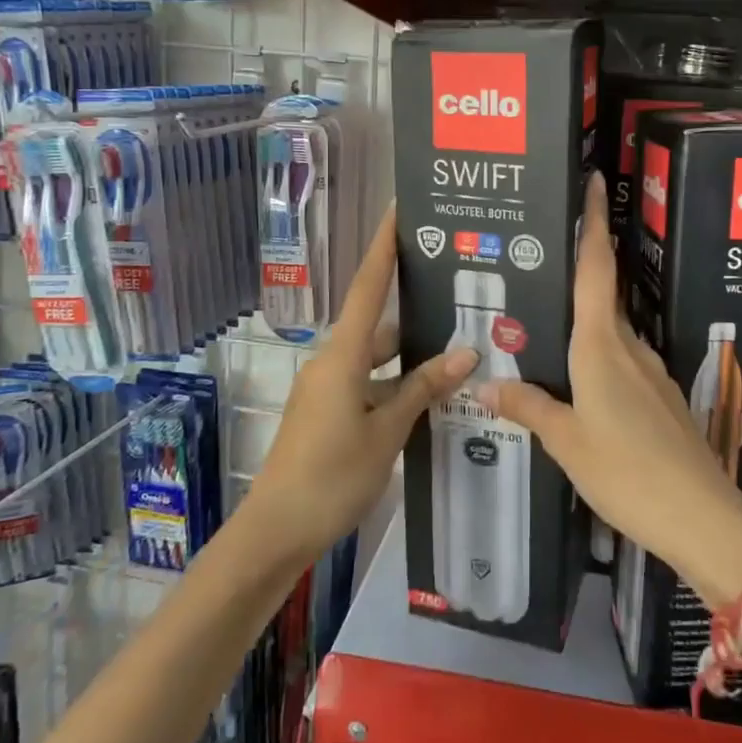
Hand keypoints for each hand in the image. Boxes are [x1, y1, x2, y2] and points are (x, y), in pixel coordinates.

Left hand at [246, 207, 478, 563]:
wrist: (276, 532)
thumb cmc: (331, 476)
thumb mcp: (385, 432)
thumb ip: (422, 389)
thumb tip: (465, 352)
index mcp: (341, 356)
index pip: (366, 287)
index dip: (383, 247)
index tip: (398, 210)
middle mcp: (331, 362)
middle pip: (376, 323)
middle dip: (412, 308)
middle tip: (455, 292)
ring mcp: (327, 389)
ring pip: (375, 358)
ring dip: (409, 354)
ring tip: (457, 346)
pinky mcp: (327, 413)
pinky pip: (368, 382)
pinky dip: (396, 382)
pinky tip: (429, 394)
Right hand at [481, 175, 741, 604]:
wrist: (701, 516)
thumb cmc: (626, 469)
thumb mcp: (566, 440)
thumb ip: (528, 406)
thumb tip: (486, 384)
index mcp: (602, 345)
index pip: (595, 268)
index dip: (593, 222)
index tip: (594, 182)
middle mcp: (628, 347)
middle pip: (601, 296)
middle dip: (577, 274)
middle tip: (538, 267)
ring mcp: (650, 373)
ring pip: (610, 334)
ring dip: (584, 325)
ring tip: (547, 329)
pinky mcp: (661, 399)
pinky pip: (622, 364)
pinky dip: (598, 359)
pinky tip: (579, 385)